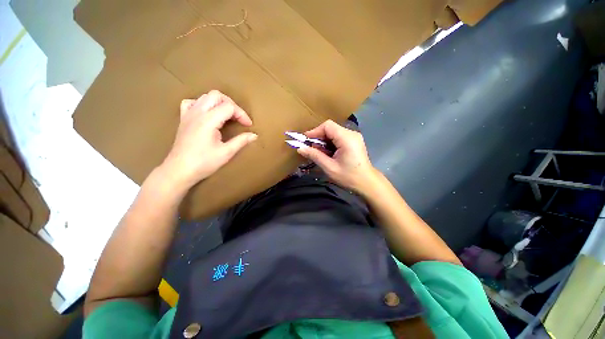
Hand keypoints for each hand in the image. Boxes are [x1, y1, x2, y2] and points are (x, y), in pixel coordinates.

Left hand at [161, 90, 256, 189]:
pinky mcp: (183, 119)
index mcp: (209, 120)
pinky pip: (191, 103)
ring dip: (219, 103)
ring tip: (227, 116)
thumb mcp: (226, 152)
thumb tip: (254, 135)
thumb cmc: (204, 162)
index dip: (242, 114)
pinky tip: (207, 114)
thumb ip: (241, 141)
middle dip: (231, 104)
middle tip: (238, 118)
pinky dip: (202, 104)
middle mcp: (197, 112)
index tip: (248, 126)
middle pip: (216, 95)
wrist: (179, 170)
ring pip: (205, 97)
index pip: (229, 107)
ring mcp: (188, 114)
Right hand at [297, 120, 376, 192]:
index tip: (305, 141)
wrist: (367, 183)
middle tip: (311, 150)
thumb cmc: (349, 177)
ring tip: (319, 153)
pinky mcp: (353, 141)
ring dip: (324, 141)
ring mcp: (353, 137)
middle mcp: (351, 134)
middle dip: (319, 137)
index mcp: (347, 138)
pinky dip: (330, 144)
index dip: (314, 131)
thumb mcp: (329, 167)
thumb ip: (315, 156)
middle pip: (330, 128)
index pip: (327, 126)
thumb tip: (300, 148)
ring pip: (333, 133)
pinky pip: (338, 137)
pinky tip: (328, 153)